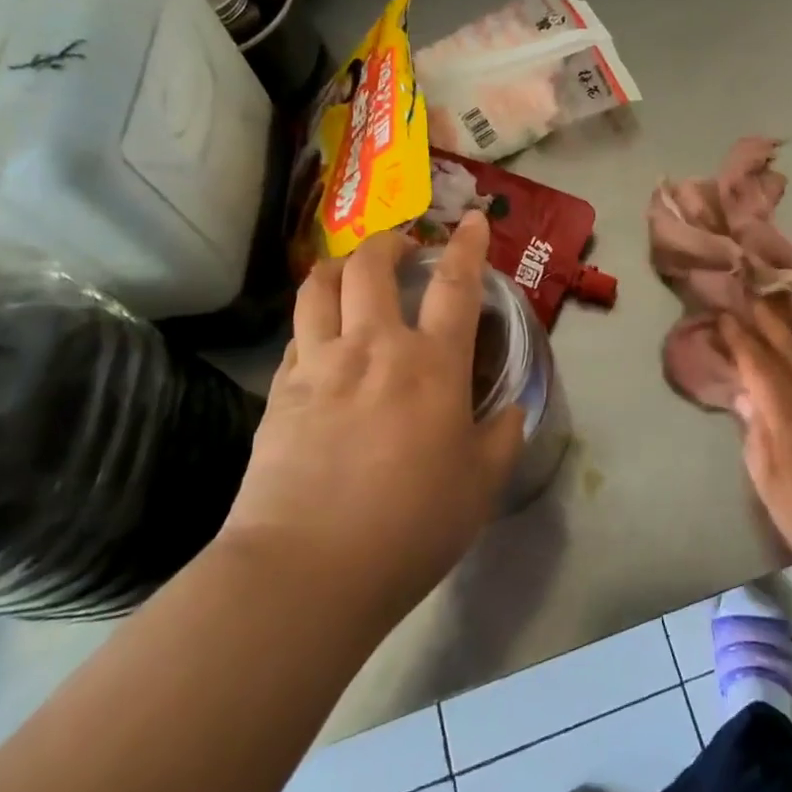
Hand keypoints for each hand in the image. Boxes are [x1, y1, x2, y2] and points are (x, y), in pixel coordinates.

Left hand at [222, 215, 522, 627]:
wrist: (307, 570)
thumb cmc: (410, 526)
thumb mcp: (481, 486)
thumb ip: (503, 437)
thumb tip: (511, 410)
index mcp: (431, 365)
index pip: (455, 285)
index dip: (467, 245)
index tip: (472, 220)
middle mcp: (373, 348)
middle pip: (372, 266)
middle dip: (388, 241)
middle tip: (401, 245)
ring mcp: (319, 365)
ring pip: (319, 287)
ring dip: (337, 266)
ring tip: (349, 269)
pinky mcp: (280, 392)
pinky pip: (295, 336)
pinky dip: (312, 321)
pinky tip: (319, 337)